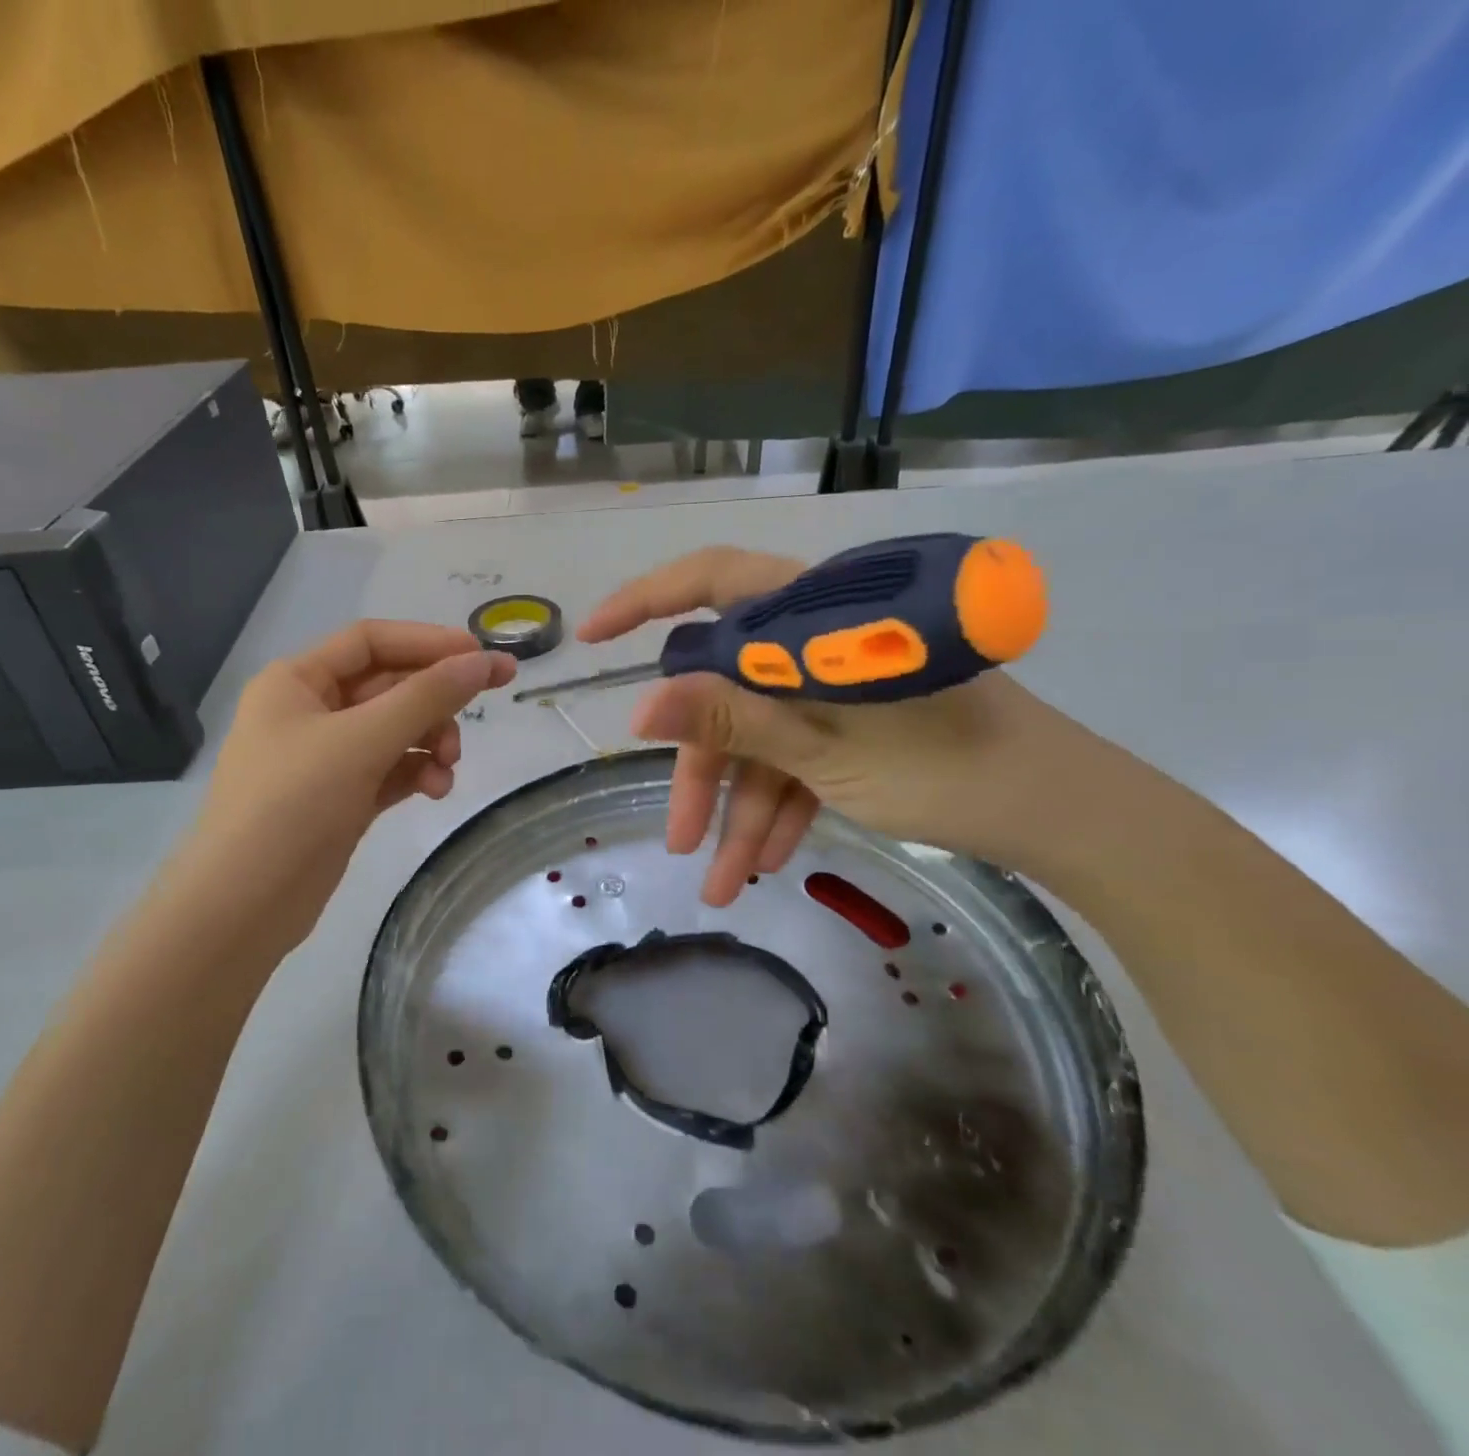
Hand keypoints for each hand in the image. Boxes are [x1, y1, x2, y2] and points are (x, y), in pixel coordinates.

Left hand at [165, 621, 515, 952]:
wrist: (243, 906)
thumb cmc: (292, 805)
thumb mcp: (362, 742)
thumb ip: (426, 698)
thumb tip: (482, 661)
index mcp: (296, 681)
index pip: (371, 641)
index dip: (428, 642)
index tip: (480, 654)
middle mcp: (309, 711)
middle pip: (388, 685)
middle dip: (435, 698)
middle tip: (493, 697)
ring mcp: (325, 758)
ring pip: (394, 730)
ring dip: (430, 739)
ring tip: (450, 766)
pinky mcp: (341, 798)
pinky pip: (390, 769)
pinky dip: (417, 773)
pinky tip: (436, 790)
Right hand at [579, 547, 1095, 903]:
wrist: (1067, 816)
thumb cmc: (949, 768)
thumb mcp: (825, 749)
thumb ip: (732, 717)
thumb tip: (640, 706)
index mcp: (814, 617)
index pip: (711, 581)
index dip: (643, 602)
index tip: (592, 639)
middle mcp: (817, 641)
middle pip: (729, 689)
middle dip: (703, 769)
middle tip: (679, 839)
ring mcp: (837, 684)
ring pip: (762, 735)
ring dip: (740, 807)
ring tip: (724, 882)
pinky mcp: (858, 720)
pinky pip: (801, 756)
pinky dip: (783, 805)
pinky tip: (770, 861)